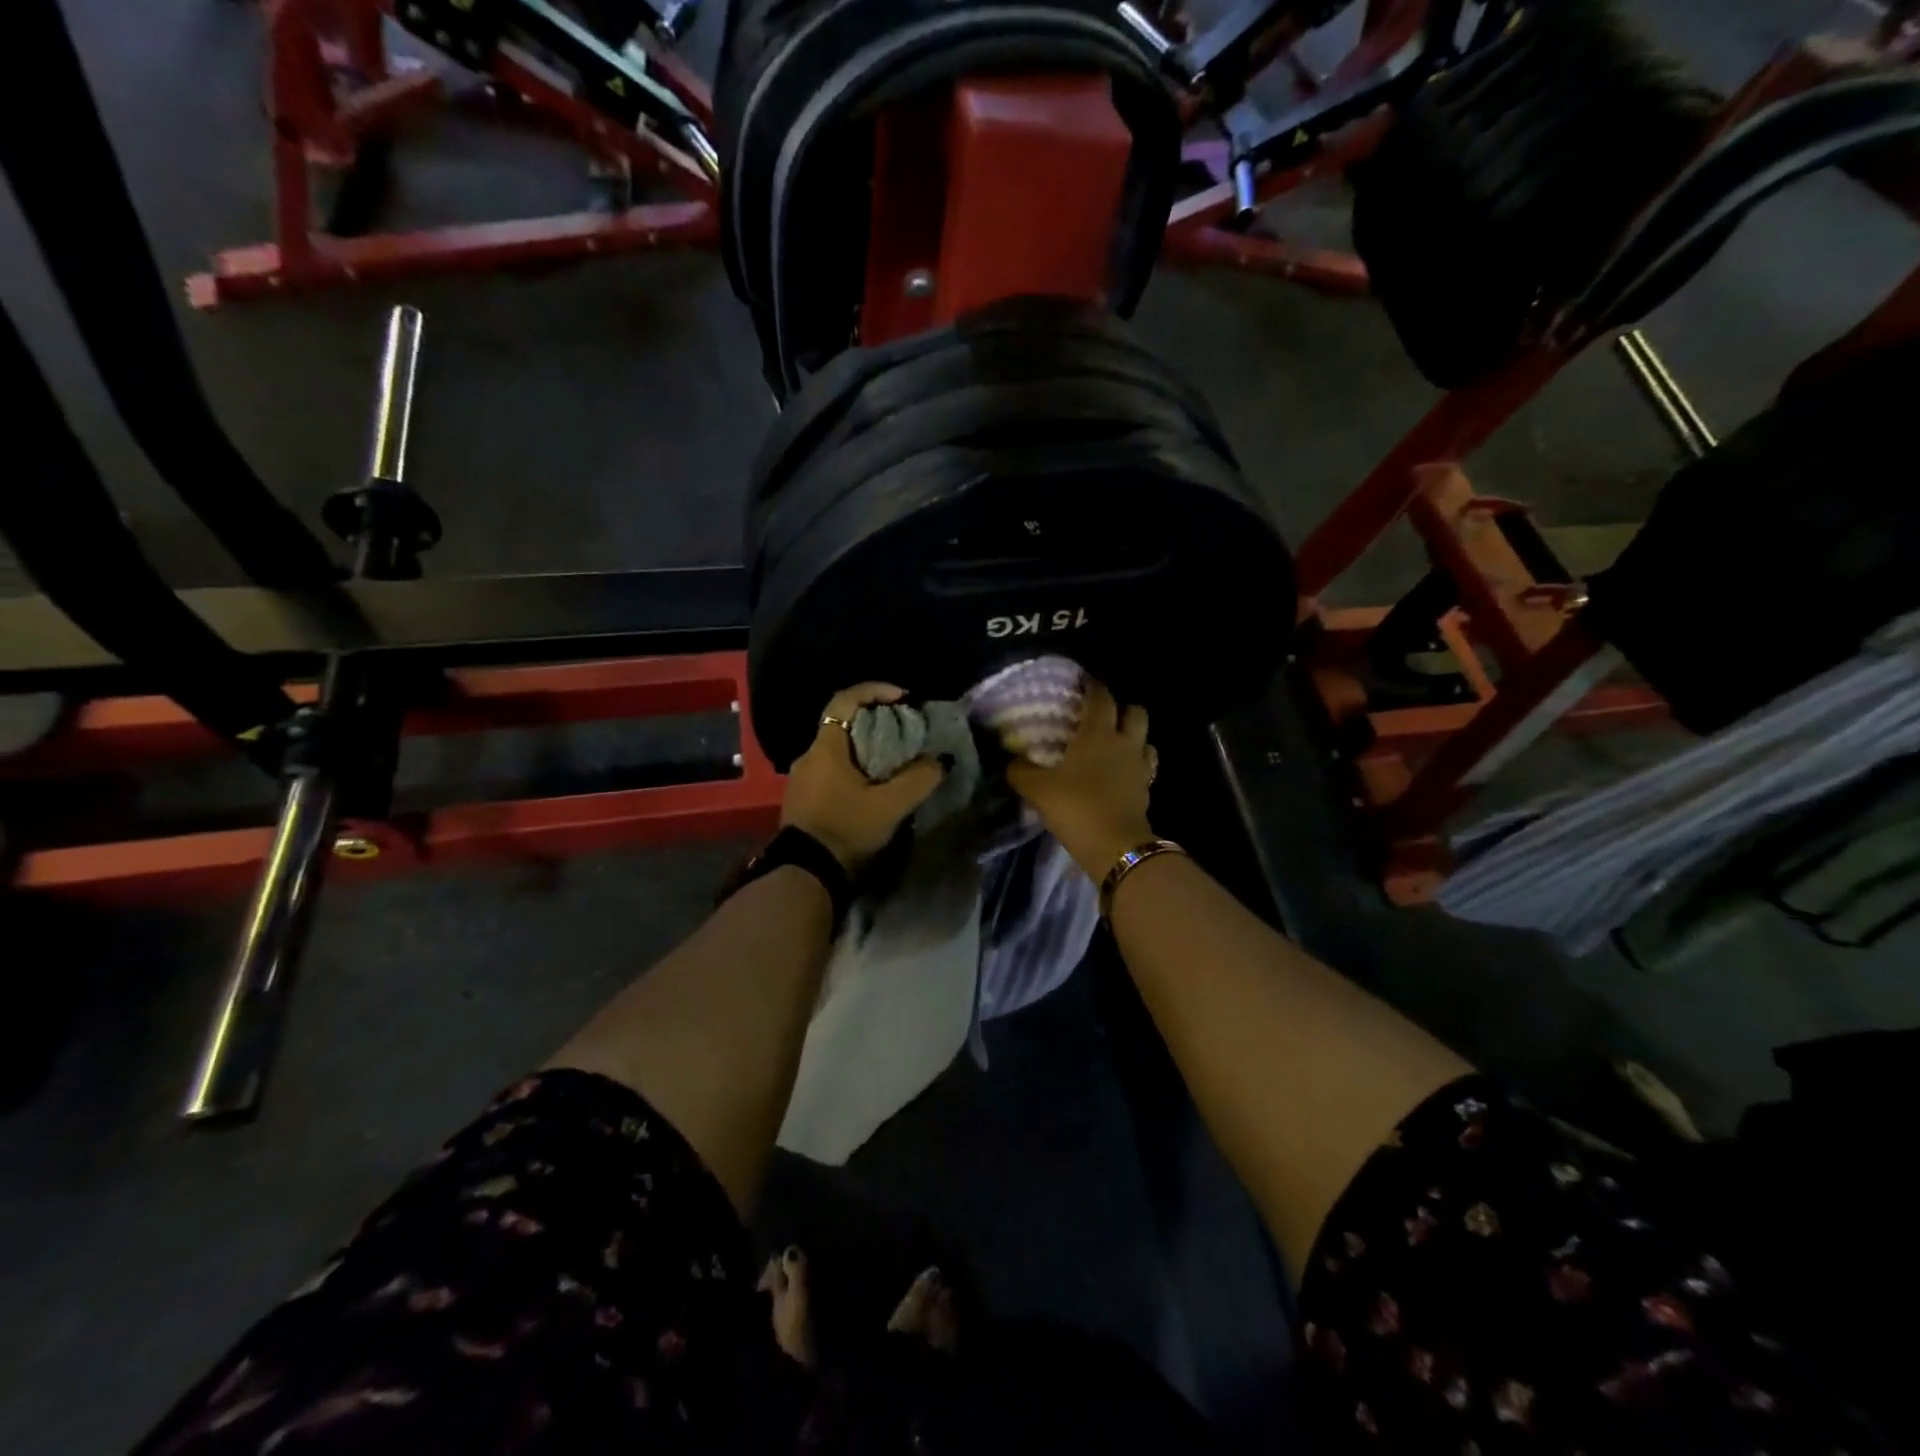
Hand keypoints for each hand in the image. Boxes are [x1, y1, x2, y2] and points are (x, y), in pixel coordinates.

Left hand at [781, 683, 945, 871]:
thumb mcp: (890, 806)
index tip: (903, 697)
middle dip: (875, 721)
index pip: (845, 700)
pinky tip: (873, 786)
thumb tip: (940, 761)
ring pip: (837, 749)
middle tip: (904, 730)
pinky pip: (831, 770)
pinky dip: (854, 768)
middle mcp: (809, 756)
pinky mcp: (803, 799)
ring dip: (865, 748)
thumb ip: (919, 779)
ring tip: (894, 760)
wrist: (806, 873)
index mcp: (826, 747)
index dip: (874, 690)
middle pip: (843, 723)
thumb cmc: (846, 829)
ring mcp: (802, 778)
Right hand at [1007, 679, 1157, 879]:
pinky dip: (1136, 765)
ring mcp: (1140, 767)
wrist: (1115, 846)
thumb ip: (1021, 771)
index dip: (1092, 686)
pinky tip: (1121, 773)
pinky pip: (1145, 767)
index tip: (1083, 681)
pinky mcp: (1147, 790)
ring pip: (1146, 739)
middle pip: (1135, 712)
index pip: (1101, 697)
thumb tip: (1011, 761)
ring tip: (1115, 745)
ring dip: (1134, 737)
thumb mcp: (1037, 789)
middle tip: (1102, 715)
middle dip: (1122, 708)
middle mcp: (1124, 743)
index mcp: (1098, 733)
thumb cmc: (1076, 806)